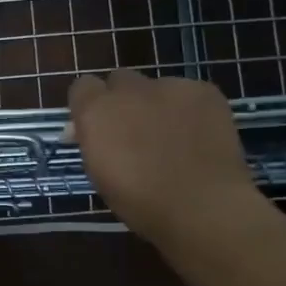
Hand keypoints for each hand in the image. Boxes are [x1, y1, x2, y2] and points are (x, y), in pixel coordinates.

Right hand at [67, 69, 270, 245]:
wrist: (202, 205)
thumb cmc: (141, 203)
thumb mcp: (100, 175)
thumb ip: (93, 142)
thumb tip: (84, 129)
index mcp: (96, 111)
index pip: (82, 87)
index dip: (90, 105)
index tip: (98, 127)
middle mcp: (128, 89)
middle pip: (119, 80)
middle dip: (124, 100)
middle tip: (136, 131)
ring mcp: (169, 86)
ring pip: (157, 87)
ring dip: (158, 105)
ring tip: (175, 137)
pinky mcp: (203, 90)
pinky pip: (189, 93)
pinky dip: (190, 110)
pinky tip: (199, 136)